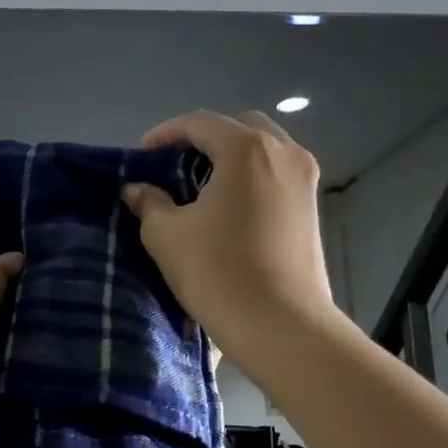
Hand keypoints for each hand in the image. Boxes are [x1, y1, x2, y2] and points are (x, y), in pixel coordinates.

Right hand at [120, 110, 337, 351]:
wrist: (279, 324)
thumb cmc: (217, 271)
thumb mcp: (166, 235)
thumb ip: (149, 203)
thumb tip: (136, 189)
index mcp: (247, 150)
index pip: (201, 123)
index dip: (166, 134)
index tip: (141, 155)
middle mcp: (284, 153)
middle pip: (239, 127)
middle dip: (203, 138)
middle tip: (174, 164)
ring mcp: (304, 180)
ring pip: (263, 149)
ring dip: (229, 157)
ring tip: (198, 184)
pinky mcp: (311, 208)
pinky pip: (275, 174)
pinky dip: (249, 176)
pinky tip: (227, 206)